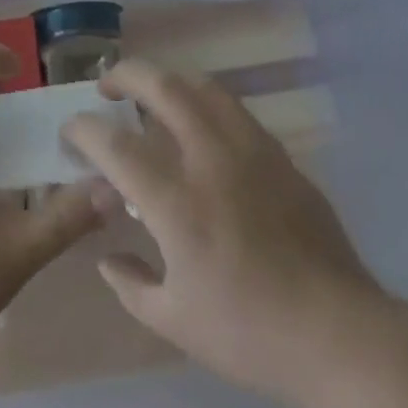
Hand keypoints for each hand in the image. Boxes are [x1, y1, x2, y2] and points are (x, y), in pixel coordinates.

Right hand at [62, 59, 407, 406]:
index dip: (85, 130)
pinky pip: (234, 109)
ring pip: (203, 86)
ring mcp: (250, 149)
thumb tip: (107, 257)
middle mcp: (210, 158)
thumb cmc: (248, 333)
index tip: (71, 128)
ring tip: (152, 92)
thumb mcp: (174, 321)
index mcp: (176, 201)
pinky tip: (201, 124)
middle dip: (126, 75)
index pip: (115, 145)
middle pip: (162, 87)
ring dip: (169, 79)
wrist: (336, 331)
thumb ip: (131, 284)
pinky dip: (205, 102)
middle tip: (107, 86)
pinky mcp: (279, 154)